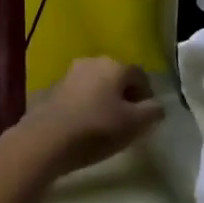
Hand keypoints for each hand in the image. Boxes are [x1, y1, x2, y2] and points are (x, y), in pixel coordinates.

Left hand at [25, 57, 165, 172]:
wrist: (46, 140)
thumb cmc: (97, 129)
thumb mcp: (135, 124)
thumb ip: (152, 112)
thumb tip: (157, 106)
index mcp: (115, 65)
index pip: (140, 75)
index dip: (147, 95)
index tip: (146, 117)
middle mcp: (91, 62)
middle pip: (116, 77)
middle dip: (125, 96)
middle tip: (128, 120)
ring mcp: (68, 75)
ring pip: (96, 85)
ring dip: (103, 100)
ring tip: (105, 125)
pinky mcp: (51, 90)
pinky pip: (77, 96)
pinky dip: (85, 106)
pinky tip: (84, 126)